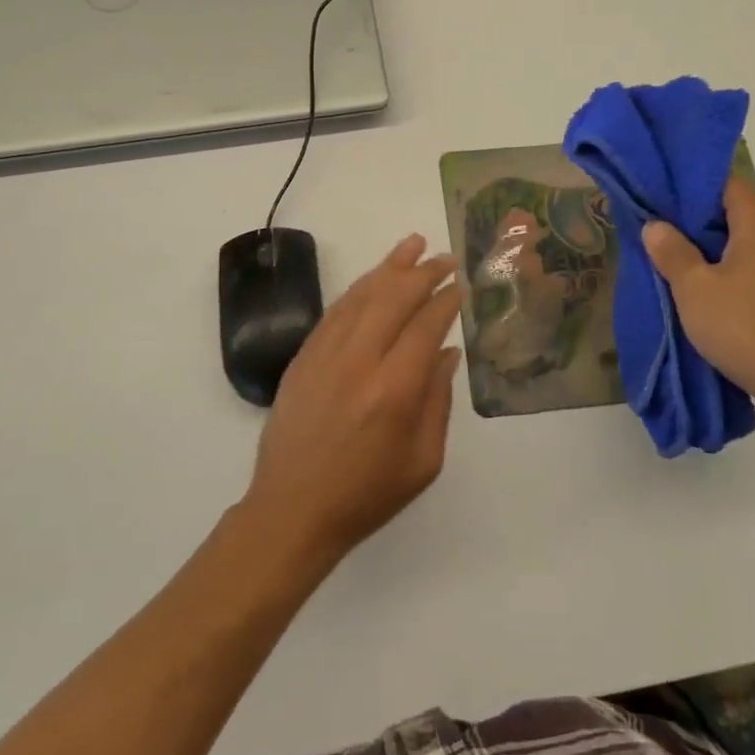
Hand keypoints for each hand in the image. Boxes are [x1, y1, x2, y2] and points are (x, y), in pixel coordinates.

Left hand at [243, 235, 462, 563]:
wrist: (292, 510)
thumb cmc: (367, 494)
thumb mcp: (423, 461)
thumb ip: (438, 400)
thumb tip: (447, 352)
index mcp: (395, 390)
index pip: (426, 325)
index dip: (446, 300)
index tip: (461, 285)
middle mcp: (359, 361)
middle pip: (394, 298)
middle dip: (423, 272)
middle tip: (445, 257)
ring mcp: (325, 355)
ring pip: (361, 296)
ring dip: (389, 267)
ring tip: (412, 243)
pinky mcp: (302, 358)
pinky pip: (334, 311)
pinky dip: (358, 290)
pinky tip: (373, 280)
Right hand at [643, 180, 754, 429]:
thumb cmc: (746, 329)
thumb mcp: (694, 290)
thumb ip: (672, 252)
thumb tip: (655, 224)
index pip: (725, 182)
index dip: (689, 187)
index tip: (659, 199)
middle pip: (738, 210)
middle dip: (699, 220)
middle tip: (661, 234)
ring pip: (751, 241)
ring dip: (718, 248)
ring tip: (682, 265)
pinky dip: (738, 269)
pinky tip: (717, 293)